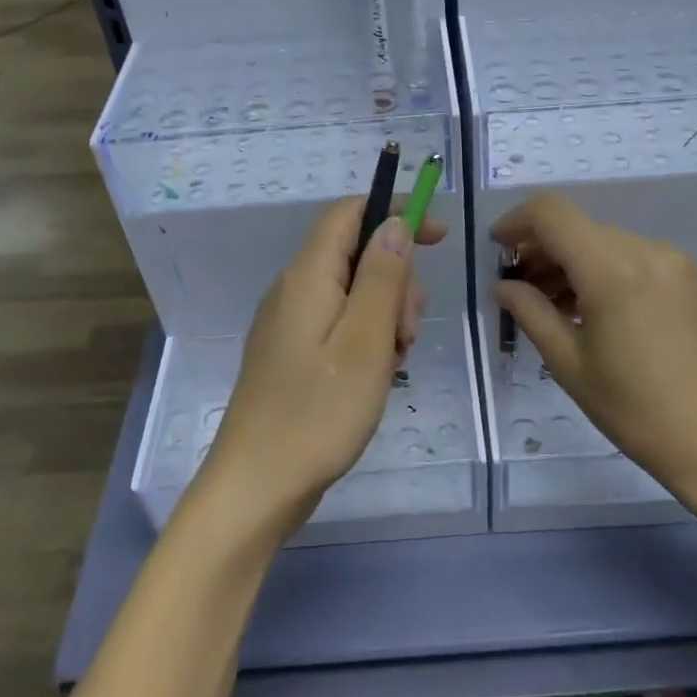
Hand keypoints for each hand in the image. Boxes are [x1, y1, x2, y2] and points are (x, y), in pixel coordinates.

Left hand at [195, 197, 447, 539]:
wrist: (258, 486)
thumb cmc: (318, 412)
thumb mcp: (366, 341)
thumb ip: (383, 276)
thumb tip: (394, 222)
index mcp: (308, 276)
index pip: (350, 212)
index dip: (395, 211)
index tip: (438, 236)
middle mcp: (293, 289)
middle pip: (356, 254)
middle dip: (396, 280)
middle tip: (407, 334)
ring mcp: (289, 321)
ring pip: (352, 291)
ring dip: (385, 315)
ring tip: (390, 364)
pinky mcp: (291, 351)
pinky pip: (338, 322)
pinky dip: (366, 337)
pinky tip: (373, 375)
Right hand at [492, 193, 696, 504]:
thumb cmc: (636, 410)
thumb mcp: (569, 364)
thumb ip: (531, 313)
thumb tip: (505, 285)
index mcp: (612, 269)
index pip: (551, 214)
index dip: (516, 222)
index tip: (496, 250)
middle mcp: (646, 250)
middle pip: (578, 227)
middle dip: (541, 249)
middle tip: (518, 288)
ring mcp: (673, 261)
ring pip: (604, 241)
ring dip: (571, 261)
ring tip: (550, 303)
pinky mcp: (689, 277)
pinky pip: (631, 256)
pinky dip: (601, 269)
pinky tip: (590, 307)